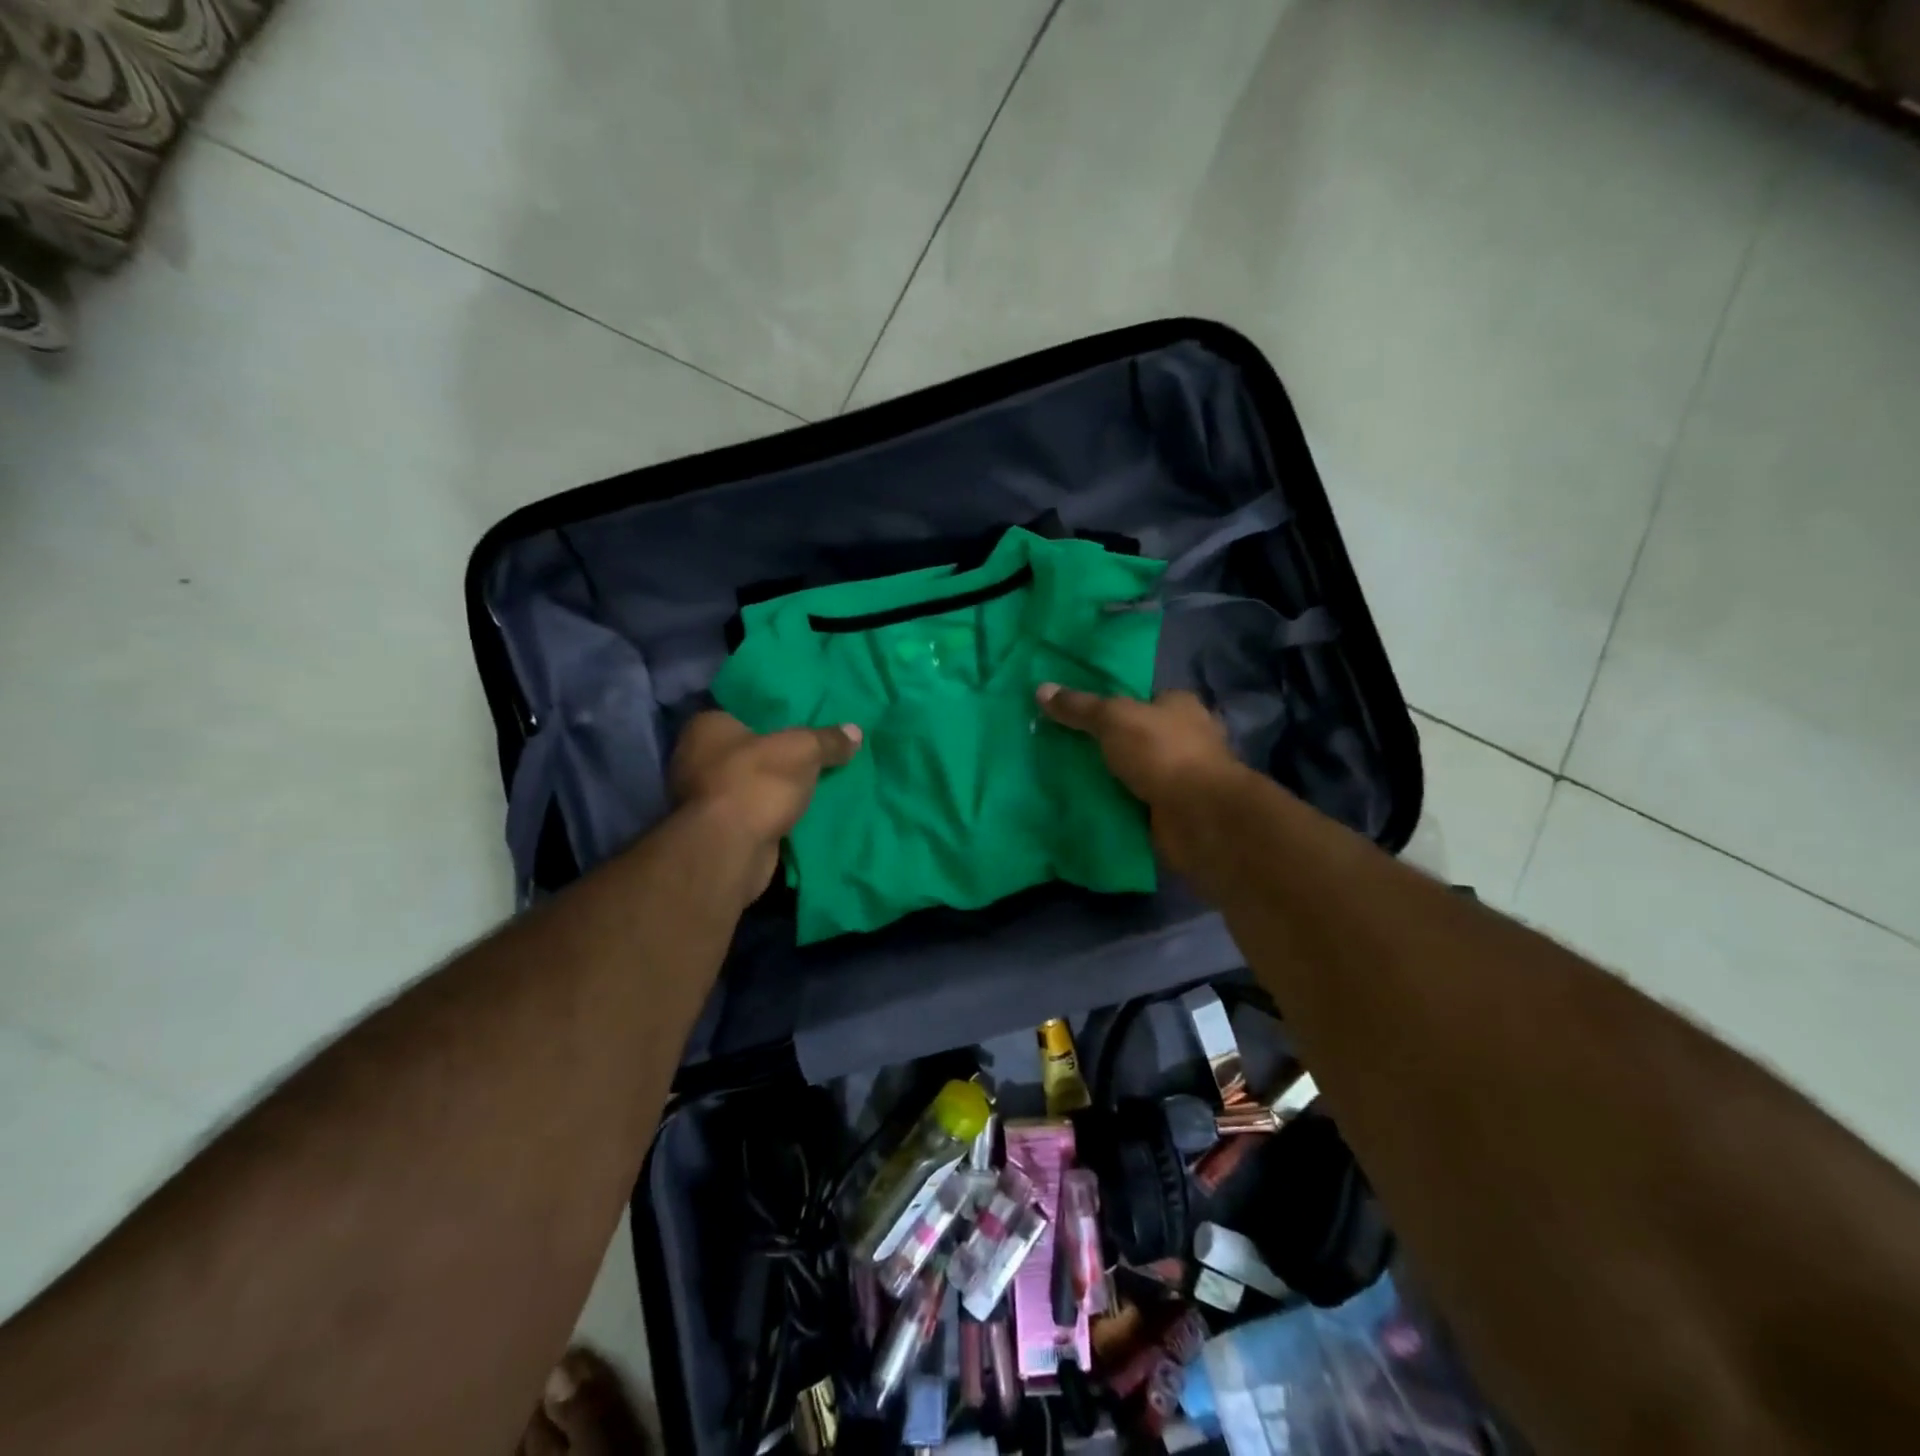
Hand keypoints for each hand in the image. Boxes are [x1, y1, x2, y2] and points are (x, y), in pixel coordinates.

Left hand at [669, 711, 861, 897]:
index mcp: (706, 727)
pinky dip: (776, 810)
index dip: (775, 713)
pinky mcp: (720, 828)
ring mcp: (706, 797)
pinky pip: (757, 810)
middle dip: (781, 752)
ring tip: (819, 777)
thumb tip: (856, 731)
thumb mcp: (803, 750)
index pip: (743, 709)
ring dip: (779, 785)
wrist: (730, 850)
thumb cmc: (756, 782)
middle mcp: (697, 758)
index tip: (804, 717)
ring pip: (754, 782)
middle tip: (818, 747)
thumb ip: (828, 740)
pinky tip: (805, 808)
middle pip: (751, 748)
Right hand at [1036, 684, 1244, 874]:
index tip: (1075, 714)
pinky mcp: (1173, 809)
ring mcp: (1181, 777)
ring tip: (1063, 777)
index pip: (1141, 698)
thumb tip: (1040, 689)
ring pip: (1135, 771)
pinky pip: (1135, 802)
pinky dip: (1115, 804)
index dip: (1111, 704)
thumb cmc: (1162, 753)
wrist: (1199, 817)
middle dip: (1106, 744)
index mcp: (1179, 706)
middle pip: (1136, 736)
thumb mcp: (1113, 719)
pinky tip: (1084, 805)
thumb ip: (1079, 707)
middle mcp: (1185, 738)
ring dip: (1109, 777)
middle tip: (1062, 747)